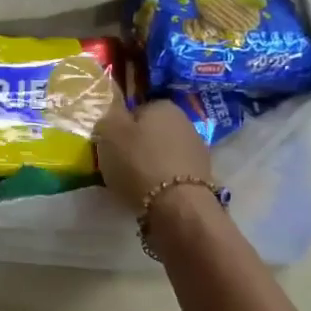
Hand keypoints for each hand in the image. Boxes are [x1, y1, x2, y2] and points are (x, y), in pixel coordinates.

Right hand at [94, 93, 213, 212]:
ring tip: (135, 183)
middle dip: (137, 145)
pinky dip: (163, 180)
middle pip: (151, 132)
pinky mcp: (203, 176)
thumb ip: (108, 117)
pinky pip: (173, 173)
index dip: (120, 127)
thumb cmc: (138, 162)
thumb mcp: (109, 132)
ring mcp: (197, 149)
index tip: (109, 145)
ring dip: (151, 163)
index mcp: (162, 105)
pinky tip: (153, 194)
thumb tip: (113, 115)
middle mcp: (184, 121)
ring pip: (163, 152)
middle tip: (119, 164)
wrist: (177, 205)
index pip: (135, 110)